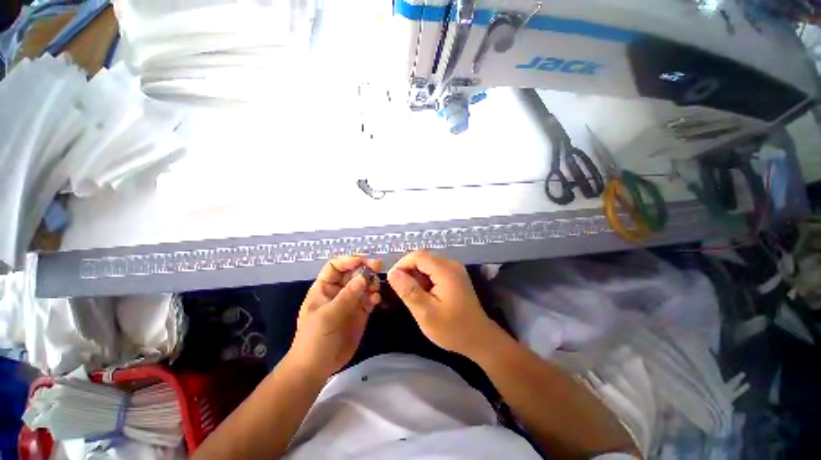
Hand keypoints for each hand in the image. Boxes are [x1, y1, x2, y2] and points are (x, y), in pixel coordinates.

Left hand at [289, 257, 381, 378]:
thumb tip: (363, 277)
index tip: (363, 261)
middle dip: (365, 268)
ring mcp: (351, 301)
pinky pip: (370, 299)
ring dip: (371, 282)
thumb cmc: (315, 339)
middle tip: (378, 266)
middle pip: (353, 272)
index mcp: (325, 287)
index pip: (335, 266)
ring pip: (364, 284)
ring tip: (375, 288)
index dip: (348, 260)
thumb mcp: (328, 315)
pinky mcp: (360, 312)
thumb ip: (347, 296)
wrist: (317, 367)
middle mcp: (339, 291)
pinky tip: (376, 301)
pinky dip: (374, 297)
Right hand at [387, 251, 499, 358]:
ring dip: (416, 276)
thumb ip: (409, 291)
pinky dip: (424, 279)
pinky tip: (425, 294)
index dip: (402, 265)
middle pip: (422, 258)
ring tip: (414, 296)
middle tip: (403, 292)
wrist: (478, 338)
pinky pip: (434, 270)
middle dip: (408, 271)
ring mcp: (454, 269)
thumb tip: (392, 273)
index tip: (392, 281)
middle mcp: (451, 264)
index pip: (417, 256)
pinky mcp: (454, 275)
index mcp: (446, 270)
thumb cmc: (452, 329)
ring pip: (427, 264)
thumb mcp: (426, 313)